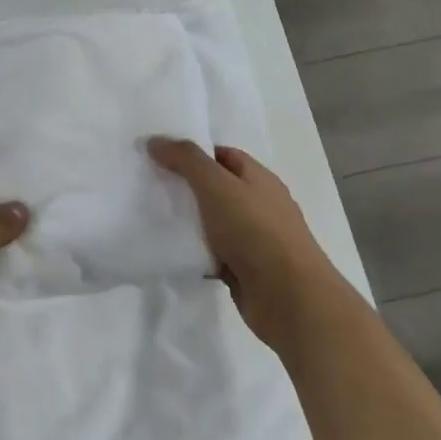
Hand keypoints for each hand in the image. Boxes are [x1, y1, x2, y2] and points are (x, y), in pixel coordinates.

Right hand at [148, 138, 343, 352]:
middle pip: (217, 188)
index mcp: (259, 179)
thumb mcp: (216, 185)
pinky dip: (196, 252)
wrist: (289, 298)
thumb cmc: (255, 231)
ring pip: (214, 223)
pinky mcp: (246, 270)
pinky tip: (172, 252)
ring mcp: (255, 240)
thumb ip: (186, 160)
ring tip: (153, 218)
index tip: (160, 157)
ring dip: (189, 222)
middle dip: (186, 187)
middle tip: (150, 186)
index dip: (194, 153)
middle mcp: (260, 205)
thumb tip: (155, 141)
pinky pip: (213, 254)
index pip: (223, 155)